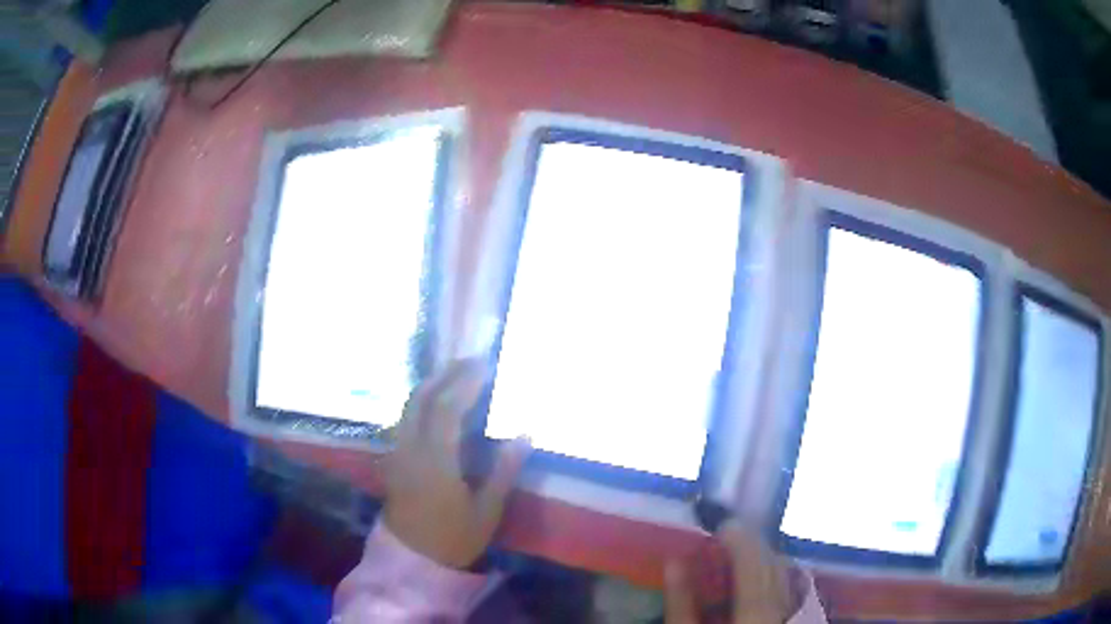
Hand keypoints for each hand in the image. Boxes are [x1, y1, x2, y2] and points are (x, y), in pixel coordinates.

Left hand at [383, 359, 531, 568]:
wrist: (413, 559)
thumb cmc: (454, 539)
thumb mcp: (487, 511)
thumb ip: (504, 471)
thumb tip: (524, 434)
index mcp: (436, 461)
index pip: (448, 408)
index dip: (466, 382)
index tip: (485, 365)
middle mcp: (412, 448)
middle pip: (423, 398)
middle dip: (446, 374)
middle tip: (471, 360)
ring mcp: (398, 452)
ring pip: (409, 406)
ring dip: (431, 383)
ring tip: (455, 373)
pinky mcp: (394, 458)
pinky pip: (405, 418)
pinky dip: (421, 400)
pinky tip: (436, 402)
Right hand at [665, 523, 798, 623]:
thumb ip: (681, 604)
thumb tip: (676, 562)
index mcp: (753, 614)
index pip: (752, 563)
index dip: (738, 538)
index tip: (721, 523)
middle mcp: (781, 609)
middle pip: (772, 564)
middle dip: (752, 544)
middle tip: (728, 536)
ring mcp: (793, 616)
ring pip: (787, 574)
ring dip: (765, 558)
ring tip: (744, 552)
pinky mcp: (796, 621)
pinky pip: (792, 589)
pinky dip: (776, 576)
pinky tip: (764, 578)